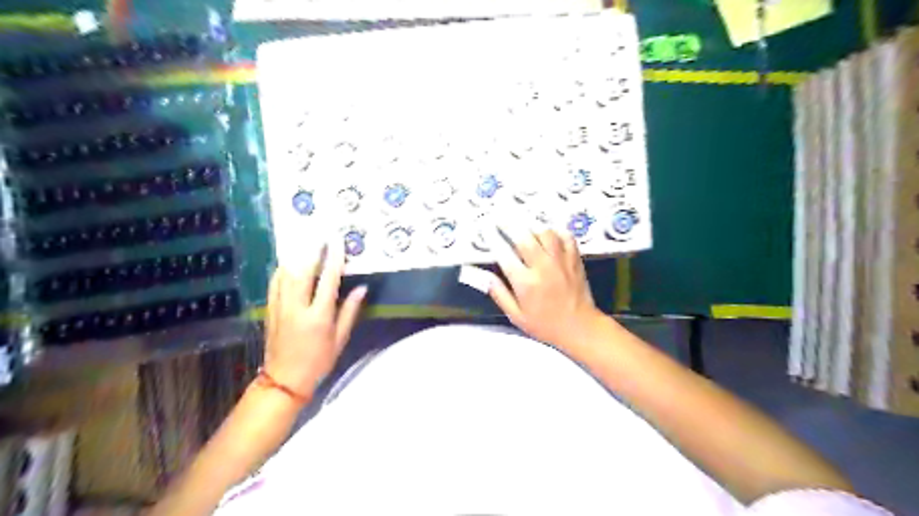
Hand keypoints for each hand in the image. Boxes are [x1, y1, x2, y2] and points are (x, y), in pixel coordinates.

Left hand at [262, 244, 366, 396]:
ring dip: (296, 258)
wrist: (285, 379)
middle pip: (303, 272)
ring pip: (286, 275)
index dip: (334, 259)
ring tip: (305, 245)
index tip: (337, 242)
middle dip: (312, 252)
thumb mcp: (340, 339)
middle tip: (320, 237)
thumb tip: (361, 288)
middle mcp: (298, 308)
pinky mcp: (270, 310)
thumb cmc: (319, 361)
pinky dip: (281, 271)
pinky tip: (288, 264)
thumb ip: (349, 311)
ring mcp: (280, 308)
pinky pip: (274, 284)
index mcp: (318, 316)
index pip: (328, 281)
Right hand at [484, 229, 608, 352]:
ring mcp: (561, 261)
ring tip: (524, 224)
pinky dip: (556, 231)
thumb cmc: (545, 325)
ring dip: (532, 226)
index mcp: (525, 283)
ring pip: (545, 232)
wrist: (580, 328)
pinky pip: (565, 236)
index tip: (486, 228)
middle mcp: (542, 267)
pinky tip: (548, 232)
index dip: (492, 238)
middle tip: (500, 216)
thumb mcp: (516, 315)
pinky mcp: (575, 259)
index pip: (504, 254)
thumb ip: (499, 294)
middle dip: (509, 224)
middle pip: (523, 237)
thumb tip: (483, 276)